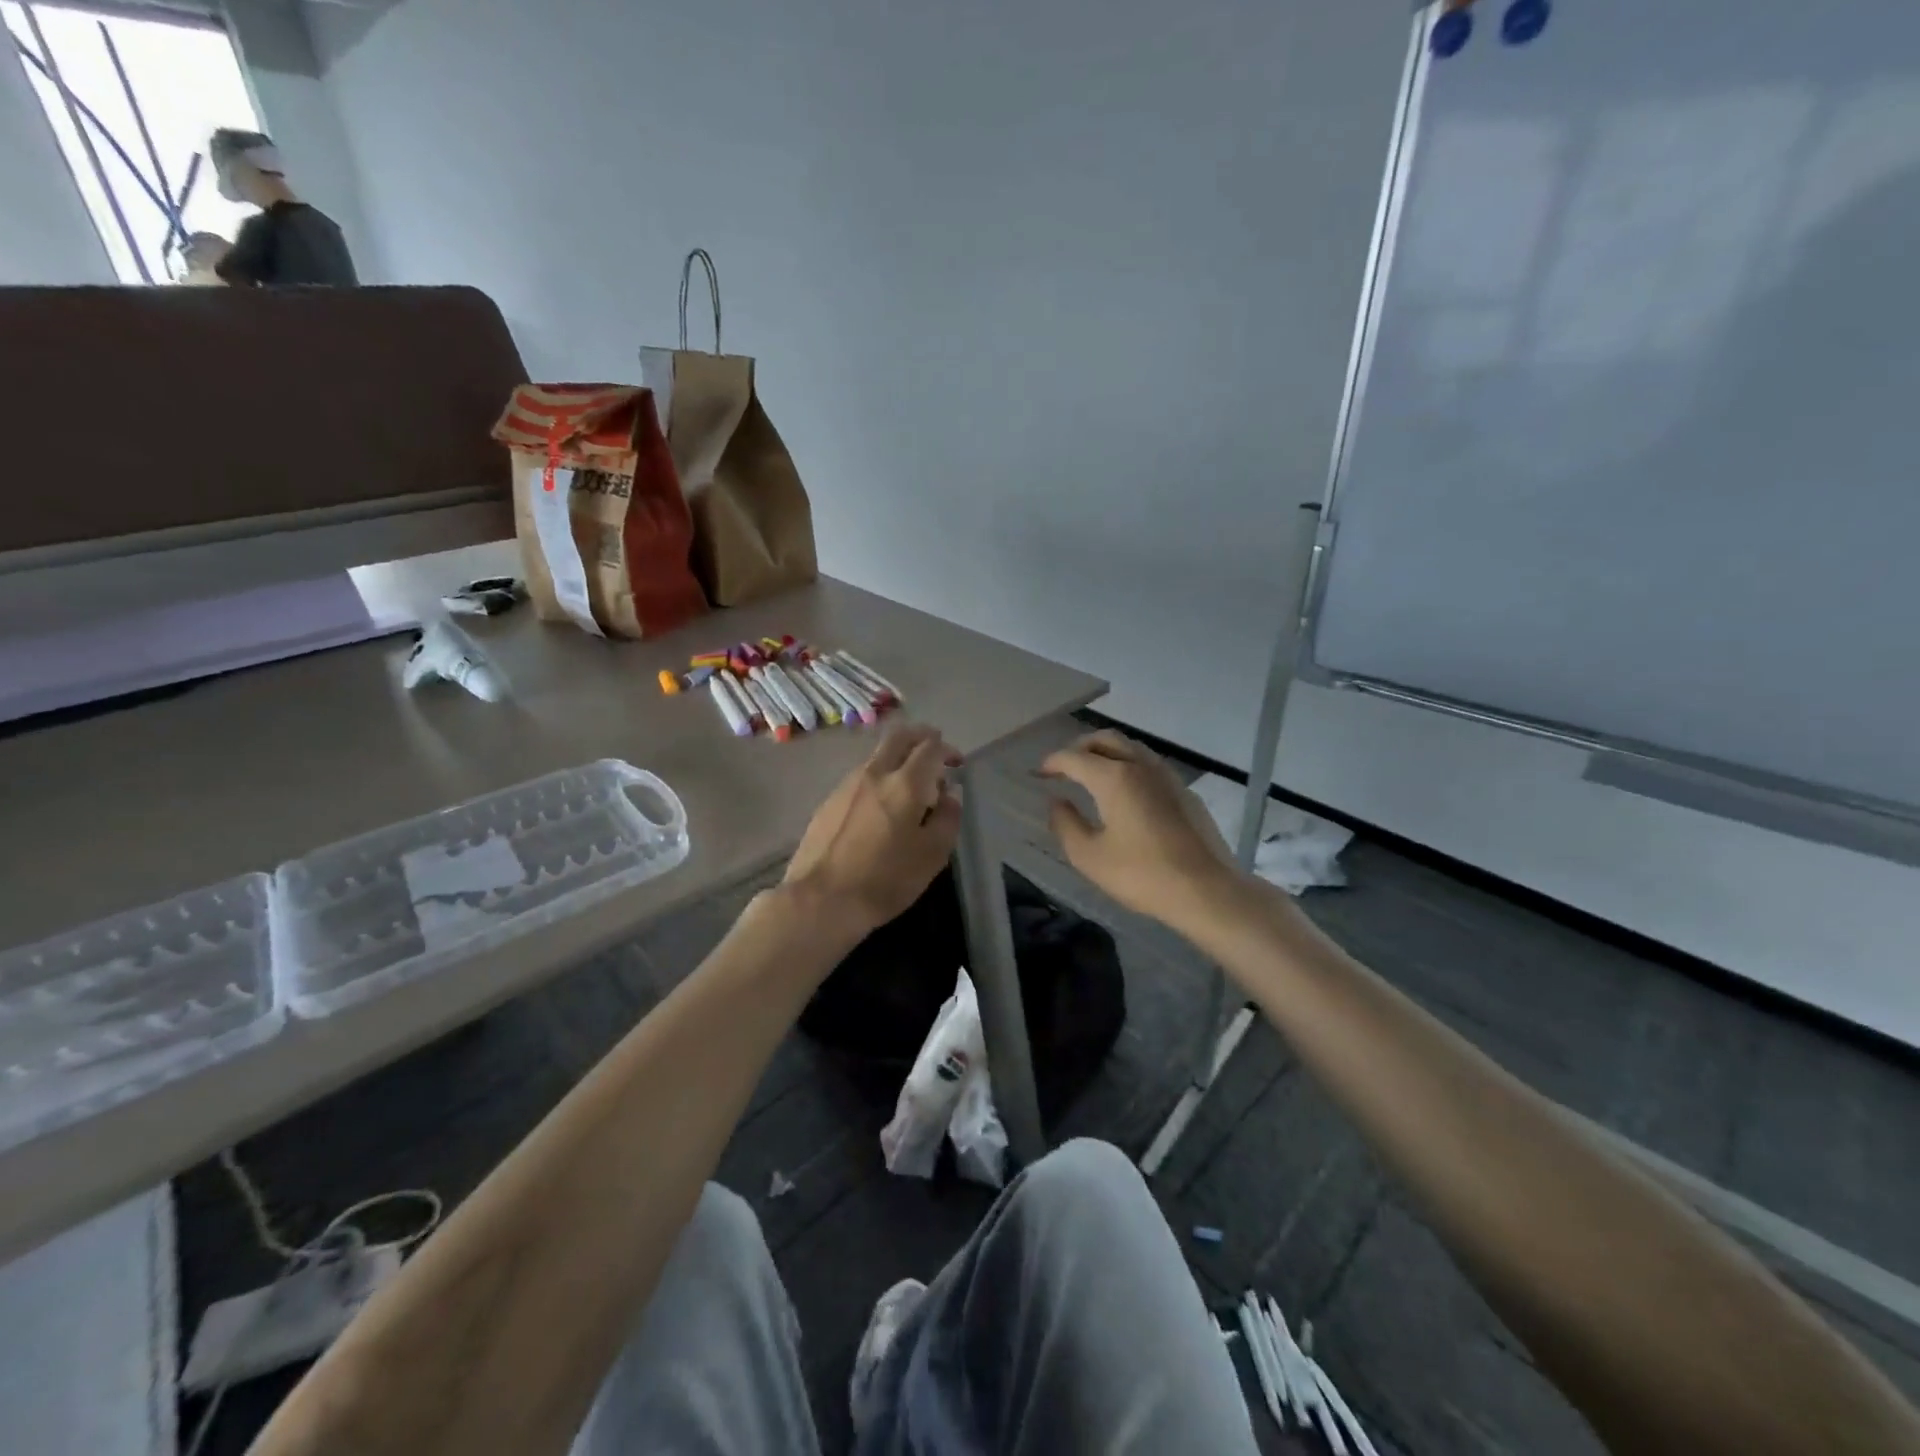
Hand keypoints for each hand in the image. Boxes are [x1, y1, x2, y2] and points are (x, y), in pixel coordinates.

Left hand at [784, 723, 962, 934]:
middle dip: (921, 736)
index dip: (947, 749)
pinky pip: (860, 777)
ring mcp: (846, 785)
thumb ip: (947, 818)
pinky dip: (878, 778)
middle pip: (899, 736)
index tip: (956, 764)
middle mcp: (874, 774)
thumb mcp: (932, 856)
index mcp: (905, 784)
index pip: (930, 747)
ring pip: (877, 756)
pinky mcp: (828, 802)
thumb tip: (950, 795)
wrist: (820, 900)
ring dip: (897, 758)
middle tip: (934, 750)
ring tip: (909, 786)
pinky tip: (880, 807)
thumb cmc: (885, 880)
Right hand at [1040, 731, 1240, 928]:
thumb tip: (1056, 802)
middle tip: (1063, 766)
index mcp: (1114, 777)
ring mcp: (1167, 776)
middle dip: (1079, 747)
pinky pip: (1149, 764)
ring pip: (1131, 747)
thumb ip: (1066, 824)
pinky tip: (1125, 791)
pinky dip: (1128, 765)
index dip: (1053, 762)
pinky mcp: (1184, 792)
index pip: (1075, 757)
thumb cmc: (1142, 875)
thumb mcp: (1089, 856)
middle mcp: (1141, 766)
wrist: (1206, 890)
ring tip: (1092, 773)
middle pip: (1105, 739)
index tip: (1039, 774)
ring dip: (1106, 752)